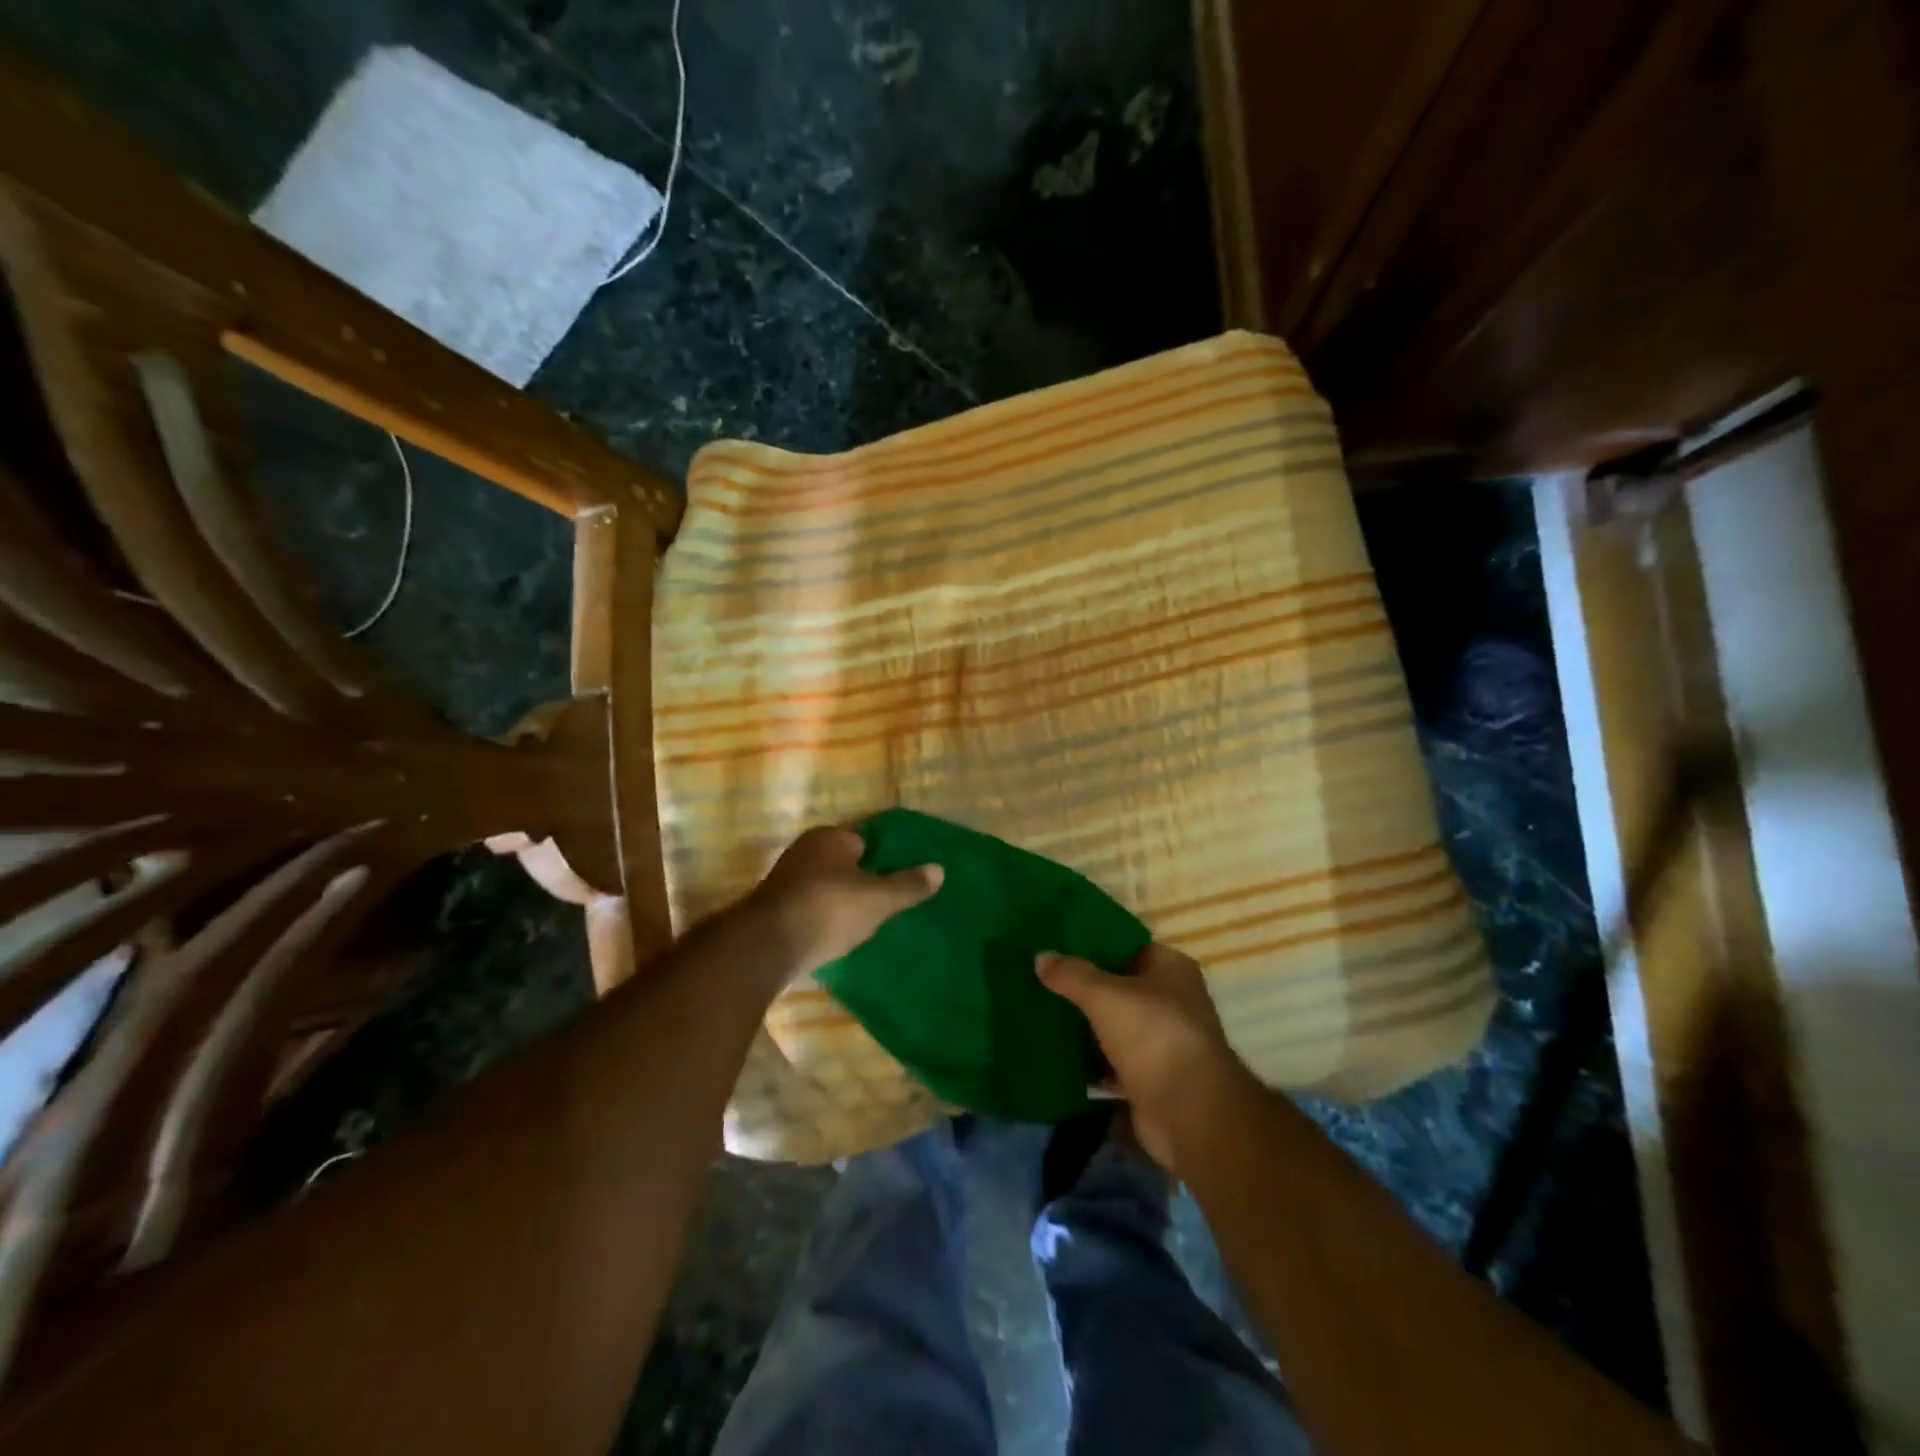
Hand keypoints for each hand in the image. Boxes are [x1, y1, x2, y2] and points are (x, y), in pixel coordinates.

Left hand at [749, 826, 943, 983]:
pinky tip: (838, 935)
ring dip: (842, 900)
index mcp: (831, 837)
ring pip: (826, 885)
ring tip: (868, 921)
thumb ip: (908, 885)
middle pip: (845, 863)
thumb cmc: (829, 909)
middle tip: (889, 901)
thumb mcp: (878, 899)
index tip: (903, 877)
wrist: (767, 946)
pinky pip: (811, 907)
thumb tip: (939, 869)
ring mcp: (786, 879)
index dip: (886, 858)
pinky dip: (824, 917)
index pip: (866, 840)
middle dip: (863, 879)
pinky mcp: (774, 908)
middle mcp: (805, 850)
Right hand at [1037, 943, 1257, 1173]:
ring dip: (1088, 1028)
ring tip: (1044, 1015)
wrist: (1188, 1113)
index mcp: (1172, 970)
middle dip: (1087, 990)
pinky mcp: (1152, 1079)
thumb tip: (1041, 957)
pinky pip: (1114, 1063)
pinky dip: (1092, 1063)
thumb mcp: (1105, 995)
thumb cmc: (1153, 1035)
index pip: (1130, 948)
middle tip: (1044, 982)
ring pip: (1116, 1027)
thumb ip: (1072, 975)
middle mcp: (1174, 1002)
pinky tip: (1059, 1058)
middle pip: (1121, 989)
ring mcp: (1164, 1043)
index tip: (1060, 948)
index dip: (1097, 947)